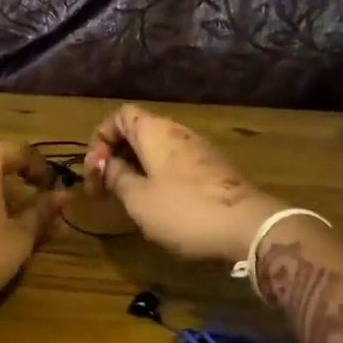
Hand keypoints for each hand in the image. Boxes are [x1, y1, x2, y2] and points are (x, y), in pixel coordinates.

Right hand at [85, 105, 284, 262]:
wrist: (247, 227)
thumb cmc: (184, 210)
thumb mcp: (138, 198)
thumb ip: (117, 177)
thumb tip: (106, 164)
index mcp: (154, 131)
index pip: (119, 116)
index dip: (101, 138)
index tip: (95, 170)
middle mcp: (176, 132)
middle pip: (137, 132)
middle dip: (116, 156)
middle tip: (104, 187)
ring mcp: (198, 150)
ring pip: (157, 150)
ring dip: (136, 168)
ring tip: (126, 197)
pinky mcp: (213, 170)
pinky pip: (174, 164)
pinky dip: (157, 176)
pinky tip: (156, 203)